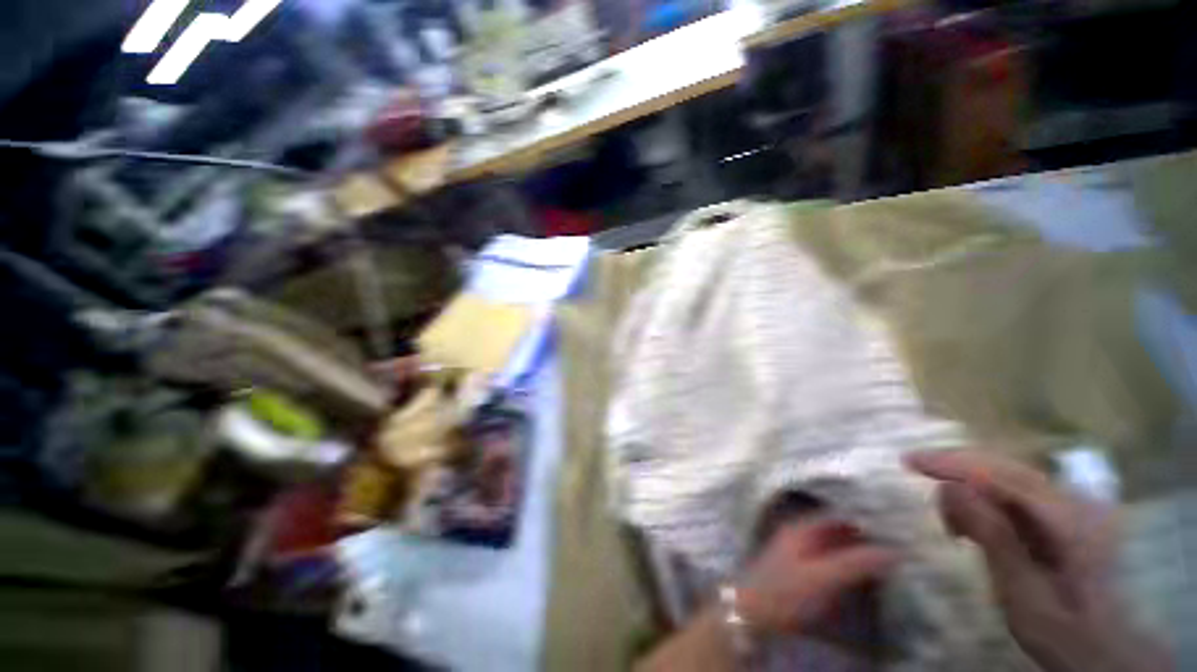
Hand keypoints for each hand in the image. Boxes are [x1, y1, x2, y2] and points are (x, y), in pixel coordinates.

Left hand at [735, 519, 897, 636]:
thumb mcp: (822, 577)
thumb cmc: (786, 591)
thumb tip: (894, 550)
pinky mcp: (797, 572)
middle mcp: (797, 535)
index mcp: (800, 528)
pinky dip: (844, 563)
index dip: (862, 518)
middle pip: (834, 529)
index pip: (836, 515)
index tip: (891, 526)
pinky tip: (859, 576)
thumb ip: (855, 563)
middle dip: (861, 535)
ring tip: (884, 558)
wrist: (752, 614)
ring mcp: (796, 553)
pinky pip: (826, 560)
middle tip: (894, 543)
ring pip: (831, 545)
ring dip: (854, 550)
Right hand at [906, 449, 1170, 671]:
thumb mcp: (1025, 597)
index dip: (954, 463)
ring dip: (970, 490)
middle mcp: (1073, 503)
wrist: (1110, 650)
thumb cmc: (1066, 632)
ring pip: (1007, 476)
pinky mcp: (1064, 516)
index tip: (909, 461)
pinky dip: (984, 501)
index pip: (1002, 476)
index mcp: (1069, 523)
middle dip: (956, 471)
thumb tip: (952, 488)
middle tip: (918, 482)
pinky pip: (1015, 493)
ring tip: (952, 528)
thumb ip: (994, 539)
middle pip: (1004, 467)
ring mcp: (1072, 507)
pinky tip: (974, 527)